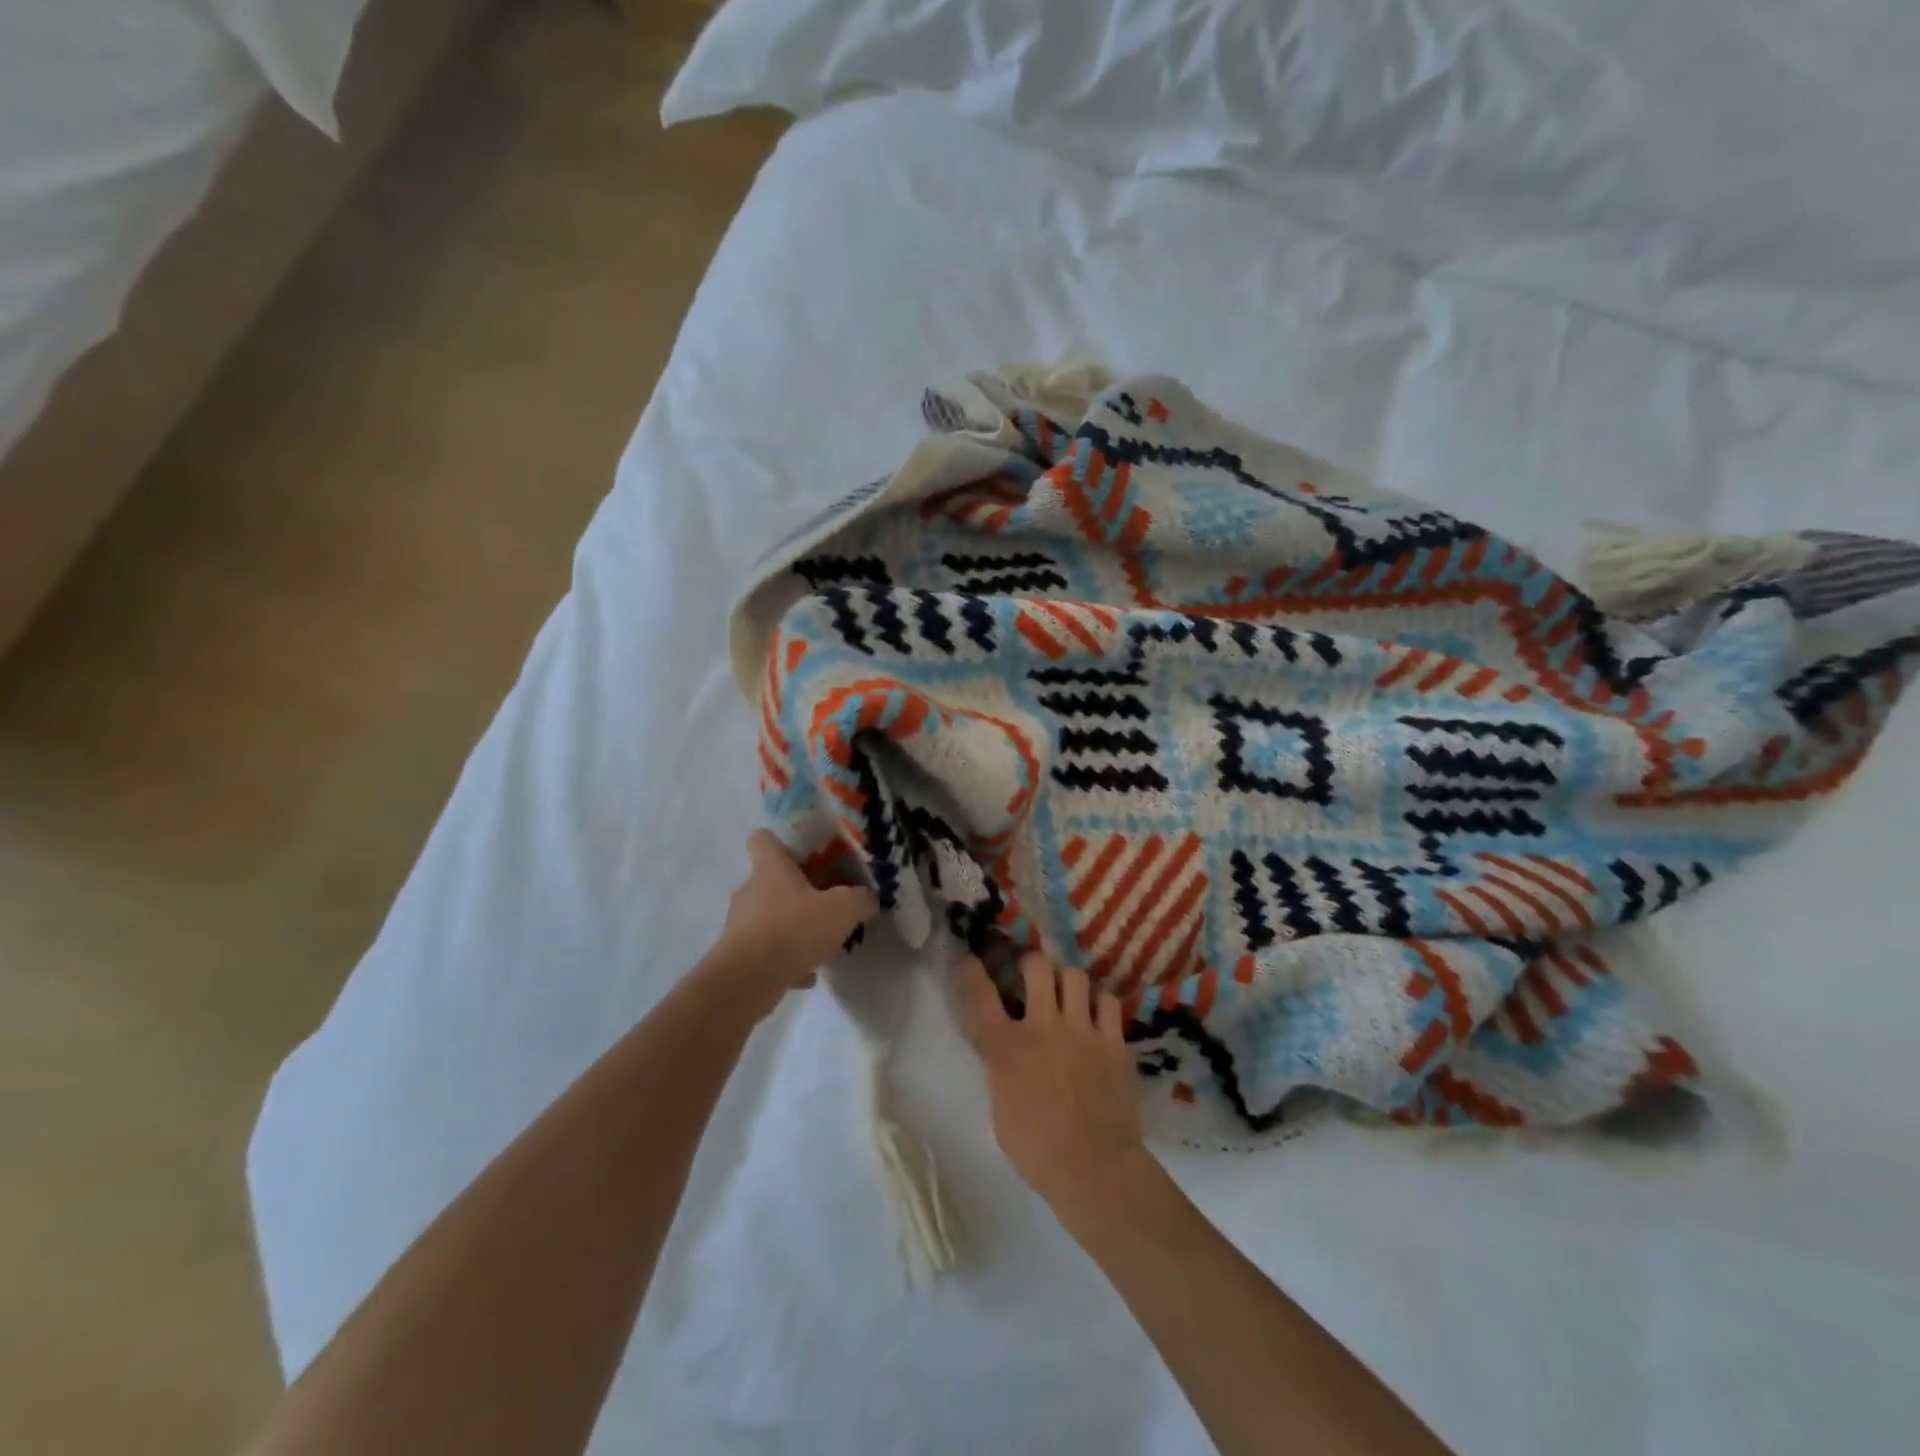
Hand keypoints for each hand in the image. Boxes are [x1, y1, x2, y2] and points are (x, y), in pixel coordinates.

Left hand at [709, 830, 877, 1019]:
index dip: (780, 841)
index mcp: (771, 869)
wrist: (748, 980)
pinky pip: (767, 952)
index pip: (762, 839)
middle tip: (825, 905)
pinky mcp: (737, 956)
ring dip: (792, 928)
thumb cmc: (794, 929)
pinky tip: (807, 974)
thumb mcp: (843, 910)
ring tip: (819, 944)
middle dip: (797, 892)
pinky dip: (785, 960)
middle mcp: (750, 891)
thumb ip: (860, 900)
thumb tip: (868, 900)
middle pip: (771, 881)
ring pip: (770, 918)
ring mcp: (740, 924)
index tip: (803, 854)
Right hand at [957, 950, 1151, 1218]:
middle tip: (1033, 975)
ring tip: (1068, 993)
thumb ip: (1002, 1071)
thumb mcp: (1001, 1109)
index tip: (969, 959)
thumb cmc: (1037, 1151)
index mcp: (1006, 1048)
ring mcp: (1081, 1030)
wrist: (1094, 1168)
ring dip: (1067, 980)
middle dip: (1032, 963)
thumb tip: (1007, 1055)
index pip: (980, 996)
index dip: (971, 972)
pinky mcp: (1113, 1041)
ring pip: (1074, 975)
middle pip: (1036, 966)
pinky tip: (1098, 1015)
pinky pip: (1108, 1001)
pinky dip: (1100, 1003)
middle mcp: (1042, 1027)